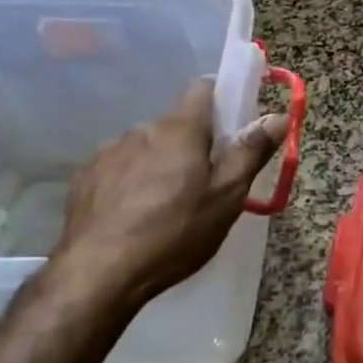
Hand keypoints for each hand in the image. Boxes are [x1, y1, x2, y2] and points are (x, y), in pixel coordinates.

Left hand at [50, 80, 286, 310]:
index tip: (232, 130)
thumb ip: (251, 152)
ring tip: (164, 206)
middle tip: (204, 184)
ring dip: (158, 164)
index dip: (222, 101)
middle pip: (176, 124)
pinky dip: (129, 183)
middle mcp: (141, 129)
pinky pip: (118, 169)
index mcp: (180, 129)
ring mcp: (108, 152)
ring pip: (145, 148)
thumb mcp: (226, 197)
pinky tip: (131, 216)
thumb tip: (278, 117)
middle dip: (191, 145)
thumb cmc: (175, 232)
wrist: (99, 273)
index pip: (204, 88)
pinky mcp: (84, 178)